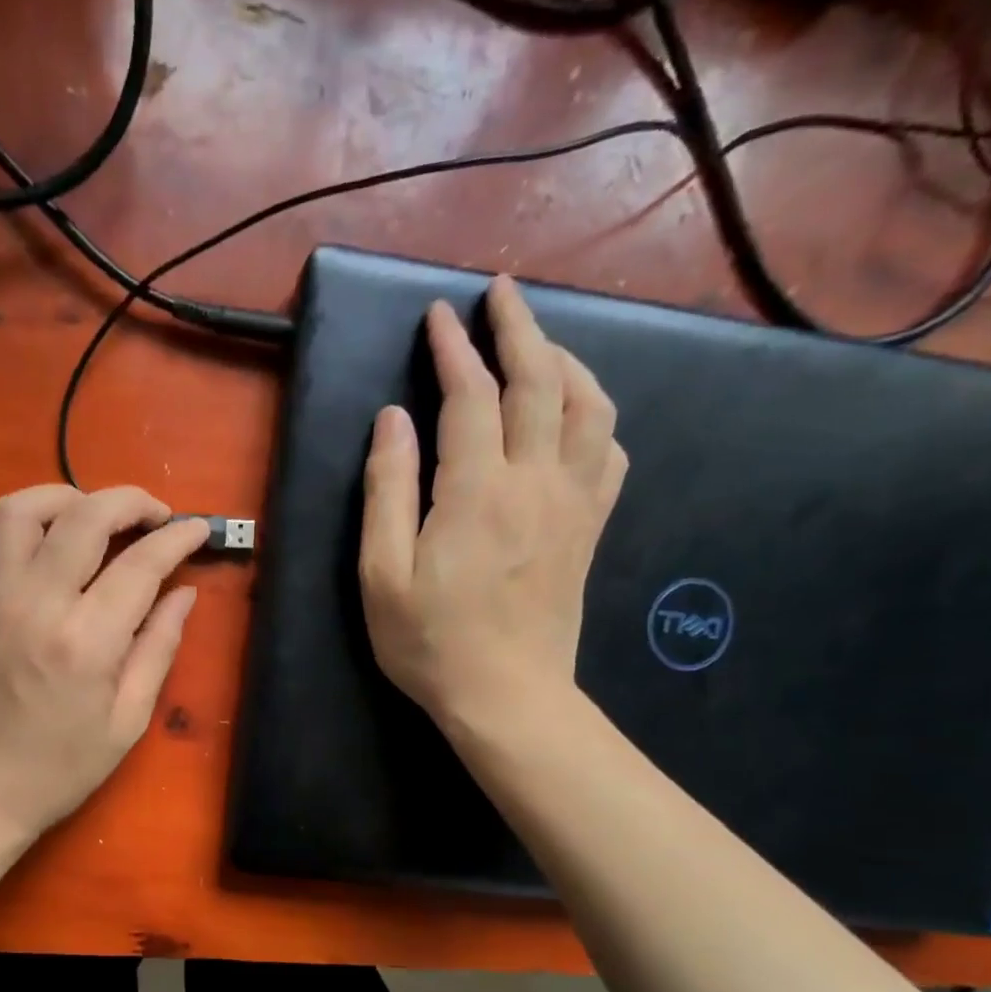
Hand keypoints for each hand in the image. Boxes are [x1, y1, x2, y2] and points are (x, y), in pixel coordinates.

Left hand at [0, 485, 207, 840]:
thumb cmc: (60, 769)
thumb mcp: (127, 721)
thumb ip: (158, 649)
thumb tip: (183, 594)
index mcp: (86, 642)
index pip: (141, 564)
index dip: (177, 538)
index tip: (197, 530)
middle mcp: (36, 604)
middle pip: (85, 515)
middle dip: (130, 501)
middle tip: (155, 516)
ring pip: (21, 508)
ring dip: (66, 497)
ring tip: (93, 516)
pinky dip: (10, 524)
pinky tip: (37, 542)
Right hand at [359, 276, 627, 725]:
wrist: (506, 697)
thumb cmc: (430, 642)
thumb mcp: (381, 574)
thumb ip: (386, 491)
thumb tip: (393, 420)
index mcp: (477, 490)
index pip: (470, 395)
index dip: (453, 349)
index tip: (438, 316)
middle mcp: (535, 481)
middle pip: (539, 382)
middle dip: (519, 328)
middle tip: (500, 294)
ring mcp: (573, 502)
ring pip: (588, 406)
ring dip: (566, 361)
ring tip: (540, 344)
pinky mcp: (589, 527)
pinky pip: (609, 452)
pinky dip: (595, 415)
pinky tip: (576, 414)